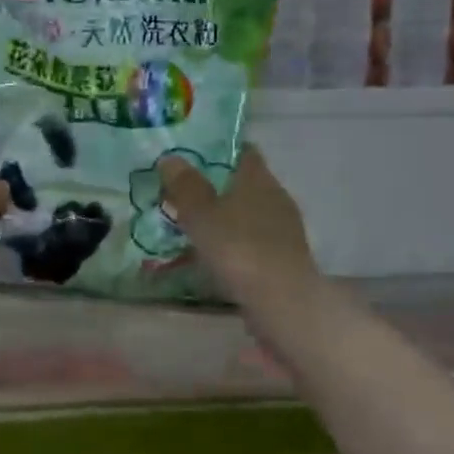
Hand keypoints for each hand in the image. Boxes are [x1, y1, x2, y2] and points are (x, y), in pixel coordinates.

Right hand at [159, 146, 317, 303]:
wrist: (281, 302)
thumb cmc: (239, 249)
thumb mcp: (201, 215)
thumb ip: (185, 186)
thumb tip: (170, 158)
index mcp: (259, 179)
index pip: (243, 151)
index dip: (219, 150)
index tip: (191, 156)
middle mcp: (276, 198)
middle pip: (243, 184)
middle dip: (215, 187)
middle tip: (181, 195)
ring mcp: (283, 230)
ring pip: (247, 214)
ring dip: (223, 218)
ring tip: (191, 228)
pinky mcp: (283, 259)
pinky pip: (251, 241)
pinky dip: (232, 244)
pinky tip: (212, 257)